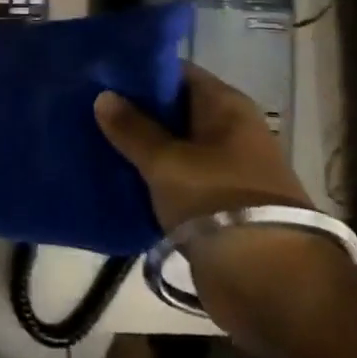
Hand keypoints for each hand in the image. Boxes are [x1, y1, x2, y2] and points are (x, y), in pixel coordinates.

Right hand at [96, 65, 340, 337]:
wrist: (271, 285)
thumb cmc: (219, 203)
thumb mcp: (166, 161)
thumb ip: (132, 128)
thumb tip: (103, 95)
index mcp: (226, 107)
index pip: (176, 73)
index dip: (139, 72)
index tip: (99, 74)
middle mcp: (228, 131)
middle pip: (172, 110)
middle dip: (132, 111)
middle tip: (85, 108)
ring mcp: (223, 170)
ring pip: (170, 148)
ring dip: (137, 148)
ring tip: (89, 141)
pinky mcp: (214, 206)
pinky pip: (174, 181)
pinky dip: (148, 179)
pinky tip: (111, 178)